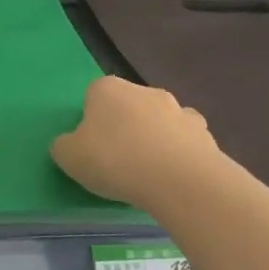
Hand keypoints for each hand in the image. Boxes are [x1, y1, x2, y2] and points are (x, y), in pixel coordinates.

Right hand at [51, 76, 219, 207]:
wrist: (179, 180)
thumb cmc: (115, 160)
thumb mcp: (68, 157)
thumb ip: (63, 146)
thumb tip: (70, 145)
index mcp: (107, 89)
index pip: (92, 97)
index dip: (90, 123)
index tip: (91, 149)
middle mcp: (144, 90)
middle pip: (128, 107)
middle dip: (124, 128)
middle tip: (118, 162)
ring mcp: (178, 109)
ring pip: (159, 122)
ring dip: (154, 139)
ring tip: (149, 174)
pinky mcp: (204, 133)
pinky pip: (185, 142)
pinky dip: (180, 154)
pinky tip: (175, 178)